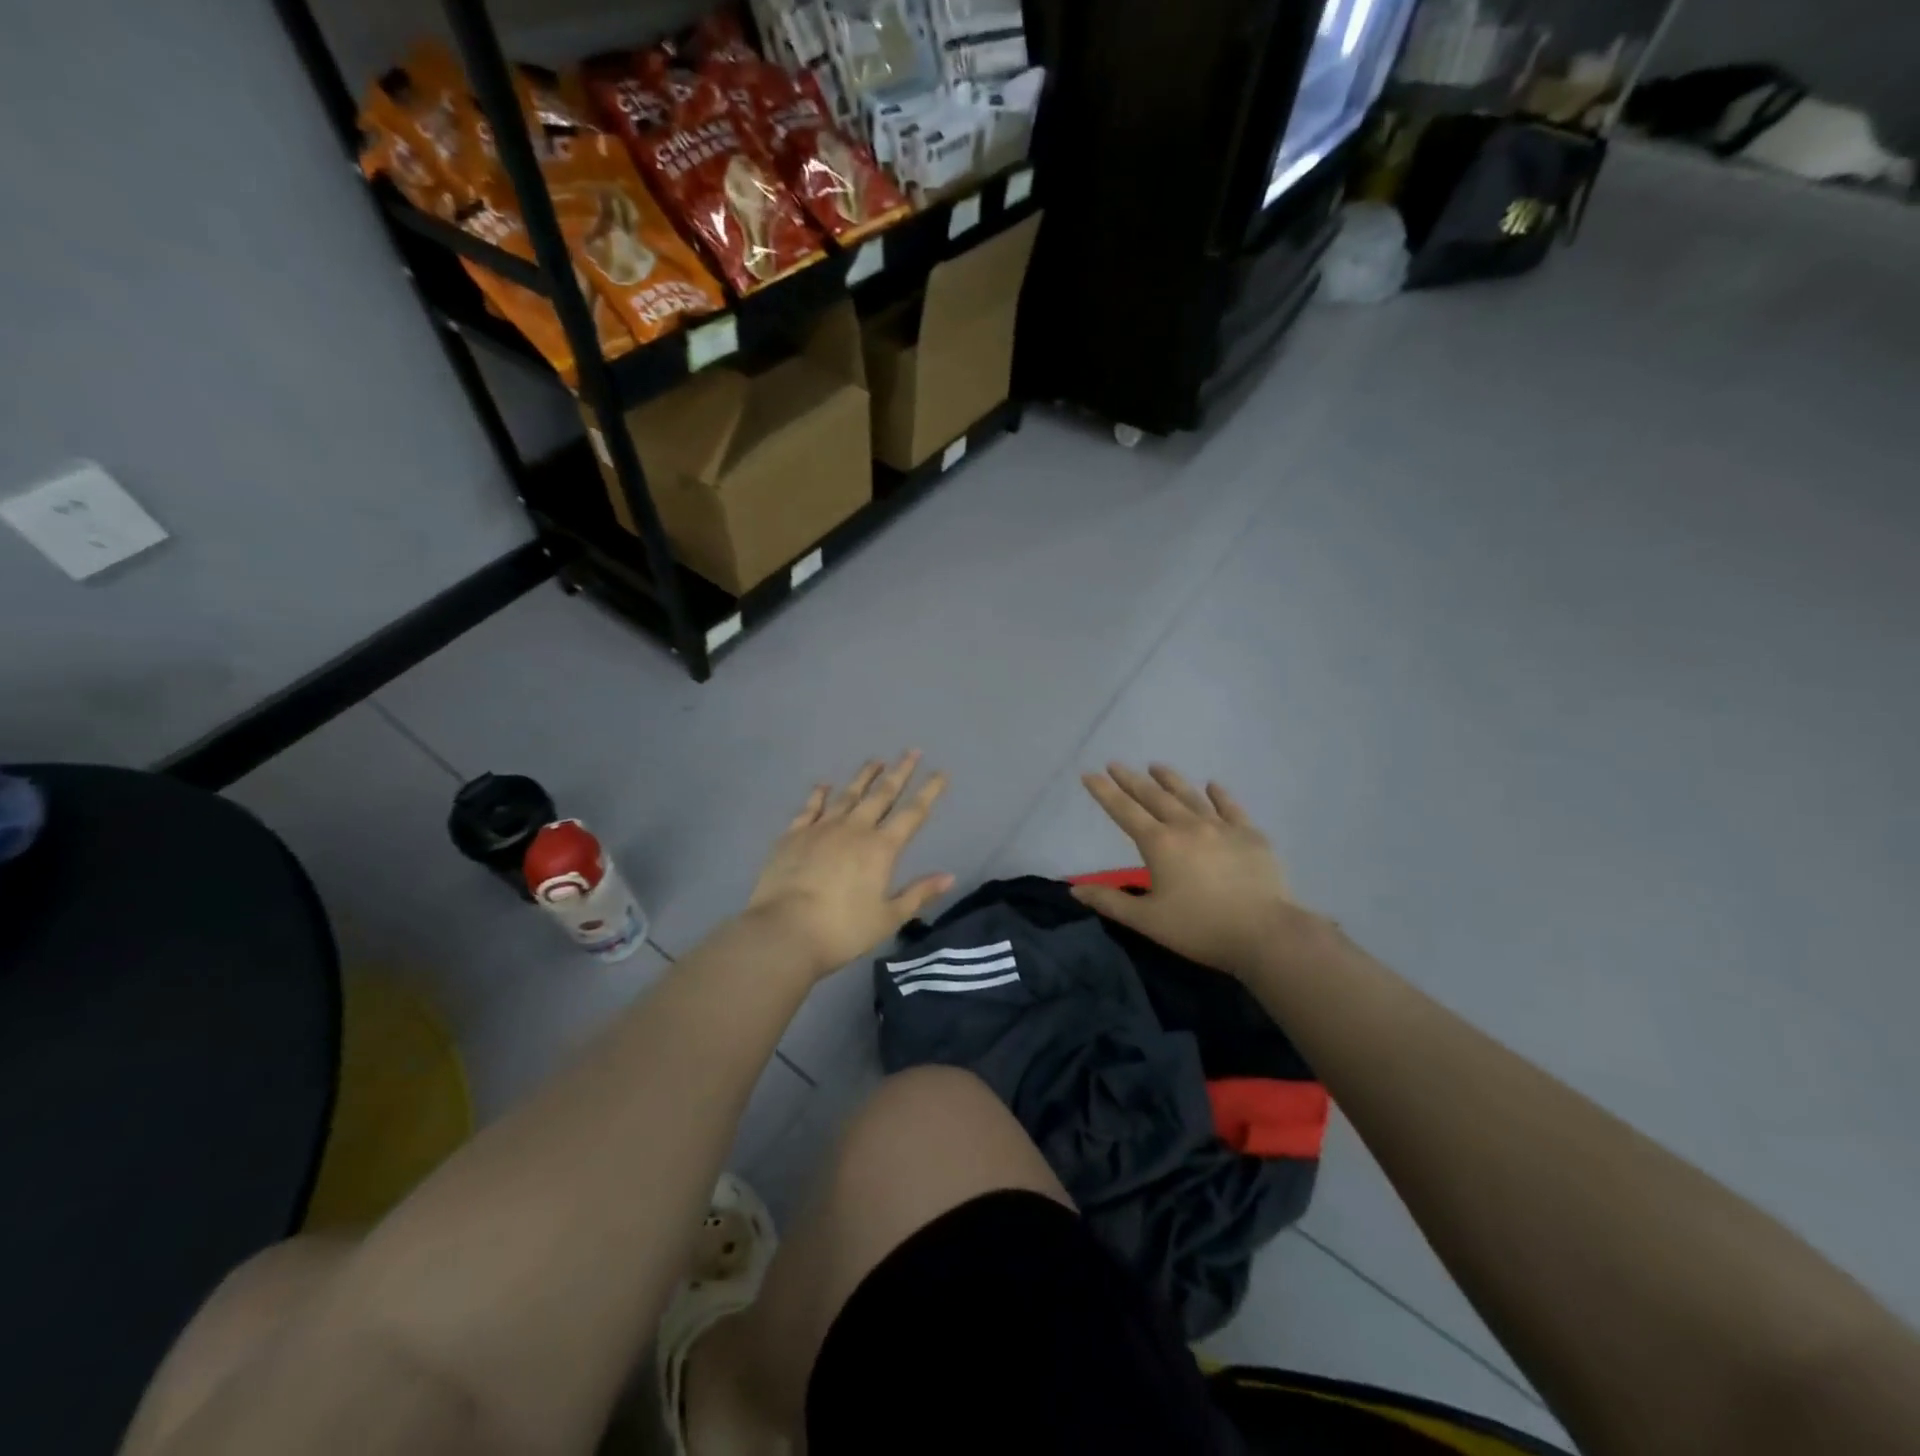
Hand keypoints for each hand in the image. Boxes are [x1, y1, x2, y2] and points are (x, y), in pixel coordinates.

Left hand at [746, 752, 953, 978]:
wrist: (784, 931)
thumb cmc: (842, 930)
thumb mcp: (888, 918)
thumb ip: (918, 894)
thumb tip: (949, 876)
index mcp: (881, 848)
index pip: (912, 813)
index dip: (929, 791)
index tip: (940, 772)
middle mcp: (854, 829)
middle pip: (882, 794)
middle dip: (899, 772)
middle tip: (911, 751)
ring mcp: (821, 828)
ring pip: (847, 795)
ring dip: (863, 776)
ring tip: (875, 760)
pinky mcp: (793, 835)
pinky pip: (810, 808)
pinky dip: (818, 794)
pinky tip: (823, 784)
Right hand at [1073, 764, 1302, 978]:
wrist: (1265, 933)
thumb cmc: (1200, 929)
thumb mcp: (1147, 920)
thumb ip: (1109, 902)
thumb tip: (1074, 890)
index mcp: (1159, 844)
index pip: (1124, 811)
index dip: (1104, 792)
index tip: (1090, 773)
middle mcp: (1187, 826)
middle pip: (1154, 796)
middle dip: (1131, 779)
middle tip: (1116, 764)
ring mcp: (1221, 827)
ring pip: (1190, 796)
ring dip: (1170, 779)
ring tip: (1156, 765)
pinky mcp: (1250, 835)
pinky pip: (1230, 808)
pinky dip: (1219, 795)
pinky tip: (1212, 785)